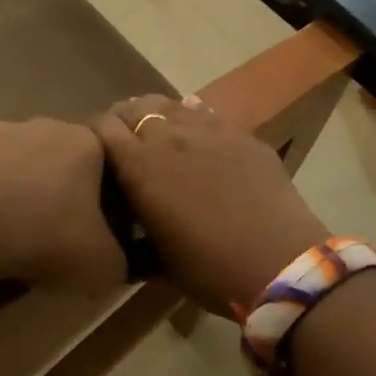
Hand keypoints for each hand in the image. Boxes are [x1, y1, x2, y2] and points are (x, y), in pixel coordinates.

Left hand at [0, 119, 126, 293]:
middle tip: (59, 234)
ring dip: (27, 191)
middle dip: (66, 193)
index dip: (110, 203)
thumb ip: (121, 258)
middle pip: (68, 163)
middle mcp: (49, 124)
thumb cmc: (45, 234)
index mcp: (88, 142)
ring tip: (18, 231)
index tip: (99, 233)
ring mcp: (2, 131)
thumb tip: (115, 257)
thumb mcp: (102, 264)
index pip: (112, 168)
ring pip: (26, 165)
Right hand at [94, 95, 329, 318]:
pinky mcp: (242, 134)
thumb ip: (138, 232)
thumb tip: (131, 228)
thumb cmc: (210, 270)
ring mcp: (208, 131)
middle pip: (135, 108)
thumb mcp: (159, 259)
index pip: (103, 127)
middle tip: (129, 140)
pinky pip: (208, 115)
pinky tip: (199, 136)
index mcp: (139, 168)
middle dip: (126, 120)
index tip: (97, 150)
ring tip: (162, 133)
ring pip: (172, 105)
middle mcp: (169, 138)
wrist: (279, 263)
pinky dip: (194, 120)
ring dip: (160, 116)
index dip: (96, 134)